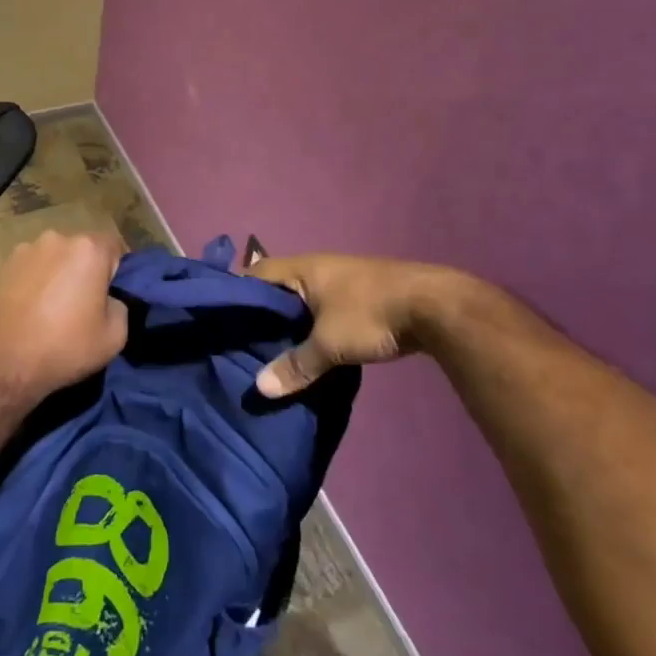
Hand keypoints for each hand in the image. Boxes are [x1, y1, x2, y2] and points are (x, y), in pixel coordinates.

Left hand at [0, 230, 128, 396]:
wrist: (1, 364)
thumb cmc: (64, 347)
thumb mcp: (114, 337)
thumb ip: (120, 306)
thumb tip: (108, 300)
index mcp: (88, 249)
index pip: (114, 248)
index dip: (116, 272)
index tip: (110, 298)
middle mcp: (56, 239)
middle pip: (82, 250)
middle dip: (86, 271)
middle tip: (83, 304)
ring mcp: (25, 249)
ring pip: (55, 259)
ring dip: (59, 275)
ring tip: (52, 309)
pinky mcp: (3, 266)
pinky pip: (31, 269)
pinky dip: (35, 282)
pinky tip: (31, 310)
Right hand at [249, 253, 476, 396]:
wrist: (435, 307)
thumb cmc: (371, 314)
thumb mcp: (329, 344)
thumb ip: (295, 364)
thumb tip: (260, 388)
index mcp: (303, 268)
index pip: (256, 272)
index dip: (237, 291)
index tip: (220, 318)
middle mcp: (318, 268)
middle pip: (278, 287)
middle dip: (262, 311)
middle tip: (241, 340)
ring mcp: (342, 281)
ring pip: (303, 300)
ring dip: (289, 320)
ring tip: (270, 349)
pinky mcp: (361, 297)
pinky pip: (323, 309)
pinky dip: (311, 326)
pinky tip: (308, 348)